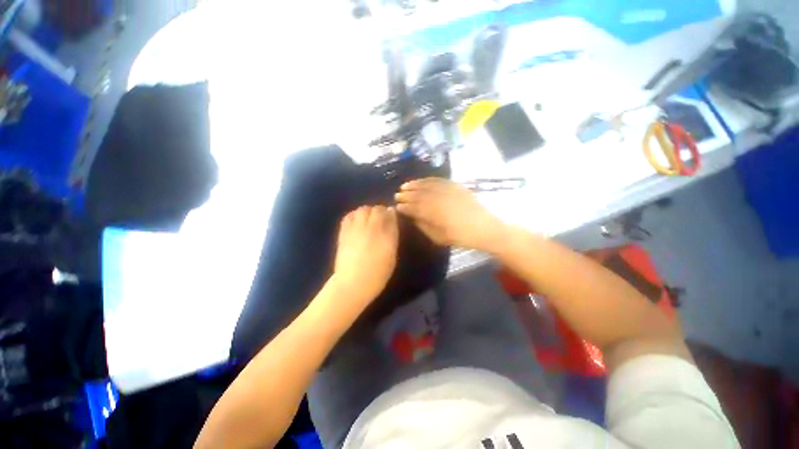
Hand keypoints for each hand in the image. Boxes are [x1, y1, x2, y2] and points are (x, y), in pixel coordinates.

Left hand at [332, 206, 398, 303]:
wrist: (352, 284)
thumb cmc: (377, 274)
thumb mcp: (391, 256)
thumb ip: (392, 236)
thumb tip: (391, 220)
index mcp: (385, 235)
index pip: (389, 214)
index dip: (390, 213)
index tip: (391, 216)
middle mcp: (370, 229)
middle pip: (375, 209)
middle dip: (379, 210)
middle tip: (380, 217)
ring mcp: (355, 230)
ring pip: (362, 210)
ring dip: (367, 211)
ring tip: (368, 219)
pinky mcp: (343, 233)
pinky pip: (348, 216)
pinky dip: (354, 215)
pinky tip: (356, 222)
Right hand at [395, 178, 506, 252]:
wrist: (484, 228)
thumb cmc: (461, 237)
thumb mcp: (439, 237)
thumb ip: (424, 226)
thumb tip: (413, 217)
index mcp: (435, 215)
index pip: (415, 208)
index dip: (405, 207)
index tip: (397, 207)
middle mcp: (440, 200)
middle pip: (419, 195)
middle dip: (406, 195)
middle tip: (397, 195)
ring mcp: (448, 191)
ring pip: (427, 185)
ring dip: (414, 185)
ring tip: (405, 185)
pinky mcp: (456, 186)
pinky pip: (439, 180)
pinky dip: (428, 180)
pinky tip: (421, 180)